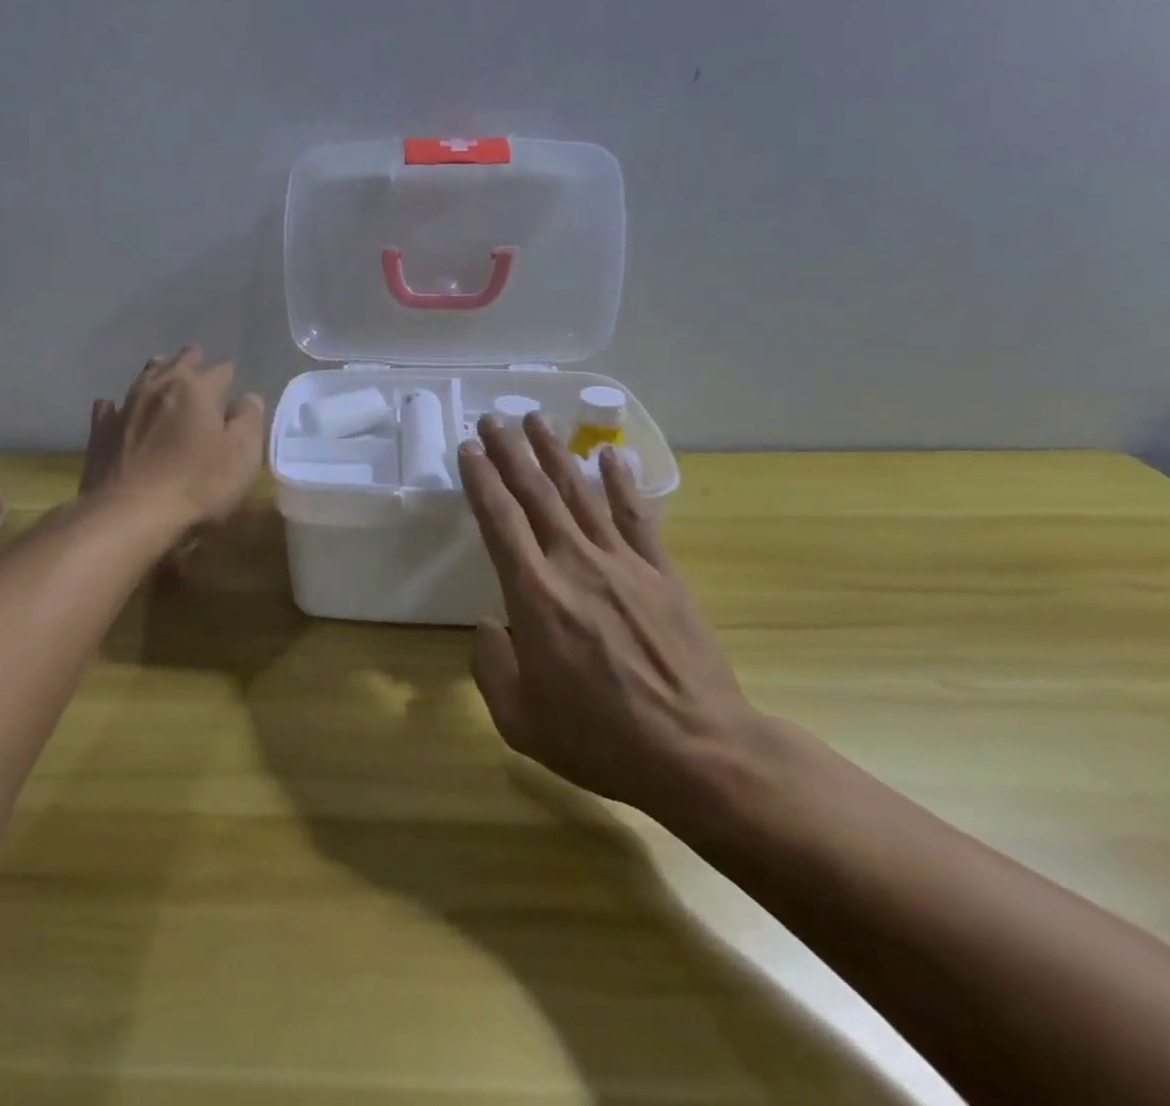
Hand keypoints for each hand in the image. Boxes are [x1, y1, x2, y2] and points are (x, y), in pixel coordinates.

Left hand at [81, 348, 264, 530]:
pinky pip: (109, 408)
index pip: (220, 371)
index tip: (233, 384)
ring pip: (143, 378)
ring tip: (161, 368)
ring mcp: (125, 407)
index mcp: (197, 388)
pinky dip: (116, 405)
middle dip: (191, 362)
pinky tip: (113, 406)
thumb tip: (248, 398)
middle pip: (178, 364)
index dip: (229, 376)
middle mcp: (159, 387)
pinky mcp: (101, 432)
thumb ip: (249, 421)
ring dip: (156, 372)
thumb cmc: (196, 484)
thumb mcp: (242, 456)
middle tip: (198, 362)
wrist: (128, 514)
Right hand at [459, 412, 769, 827]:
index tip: (469, 447)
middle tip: (494, 417)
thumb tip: (489, 625)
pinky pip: (637, 517)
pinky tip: (610, 456)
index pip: (500, 521)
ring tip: (537, 420)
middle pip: (536, 494)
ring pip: (581, 494)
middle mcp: (575, 564)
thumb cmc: (601, 739)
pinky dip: (621, 483)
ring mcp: (623, 564)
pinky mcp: (661, 574)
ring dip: (556, 453)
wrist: (700, 753)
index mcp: (535, 595)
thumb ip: (491, 667)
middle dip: (511, 452)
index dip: (481, 480)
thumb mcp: (520, 720)